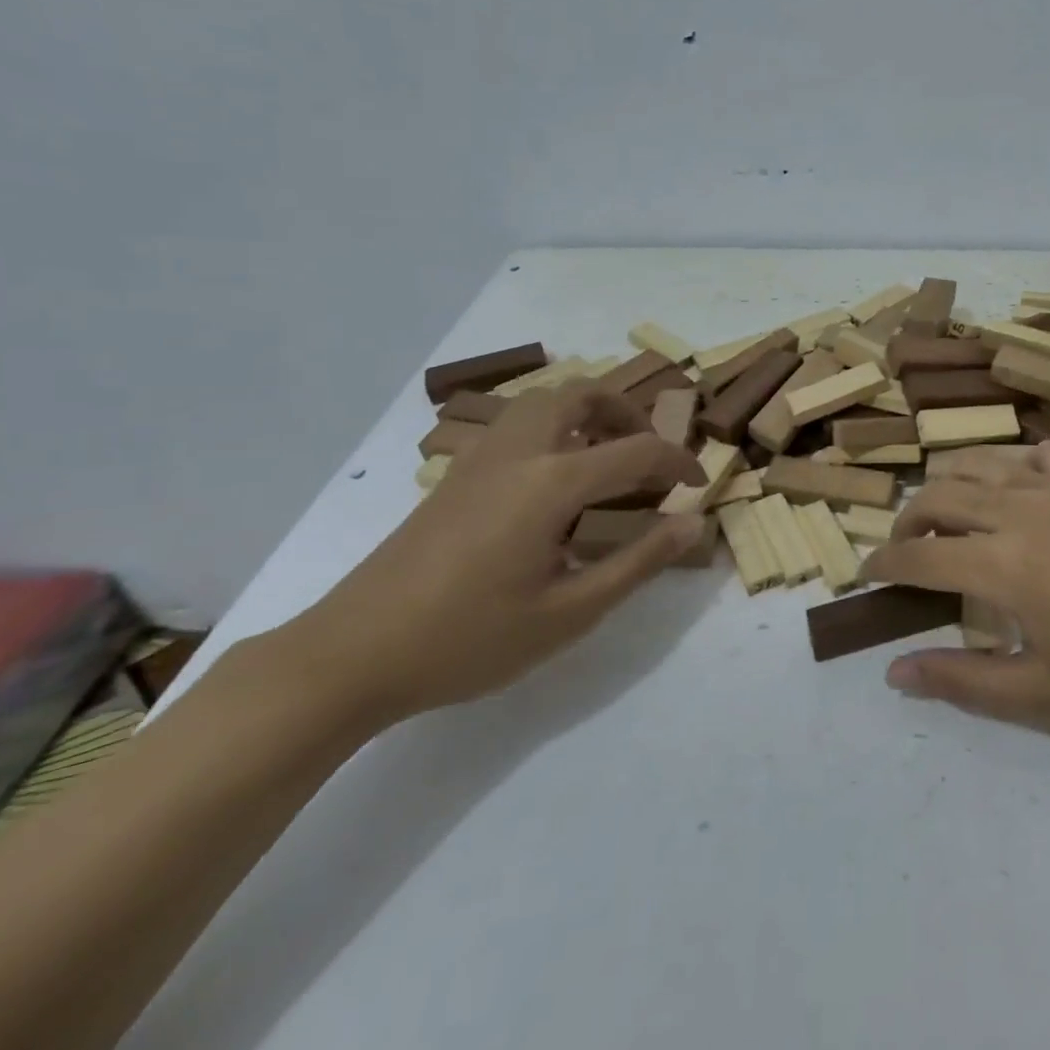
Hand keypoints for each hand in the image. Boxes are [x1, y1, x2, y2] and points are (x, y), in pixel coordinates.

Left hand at [274, 383, 705, 724]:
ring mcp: (480, 459)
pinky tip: (554, 483)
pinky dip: (553, 428)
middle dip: (627, 413)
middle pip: (582, 394)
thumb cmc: (469, 639)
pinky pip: (517, 424)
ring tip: (605, 459)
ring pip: (543, 401)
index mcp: (551, 483)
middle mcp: (518, 452)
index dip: (678, 462)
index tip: (697, 486)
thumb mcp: (570, 612)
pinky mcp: (456, 475)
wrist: (352, 655)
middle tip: (647, 455)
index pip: (636, 450)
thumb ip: (639, 561)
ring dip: (586, 413)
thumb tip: (692, 523)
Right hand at [861, 442, 1049, 739]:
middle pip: (940, 496)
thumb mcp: (1047, 697)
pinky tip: (1015, 494)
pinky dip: (1007, 468)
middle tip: (902, 554)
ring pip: (981, 465)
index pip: (920, 556)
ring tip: (945, 518)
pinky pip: (1034, 457)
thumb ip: (964, 681)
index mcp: (1006, 564)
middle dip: (907, 522)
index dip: (883, 566)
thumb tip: (895, 672)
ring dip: (949, 488)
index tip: (864, 578)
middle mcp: (1023, 511)